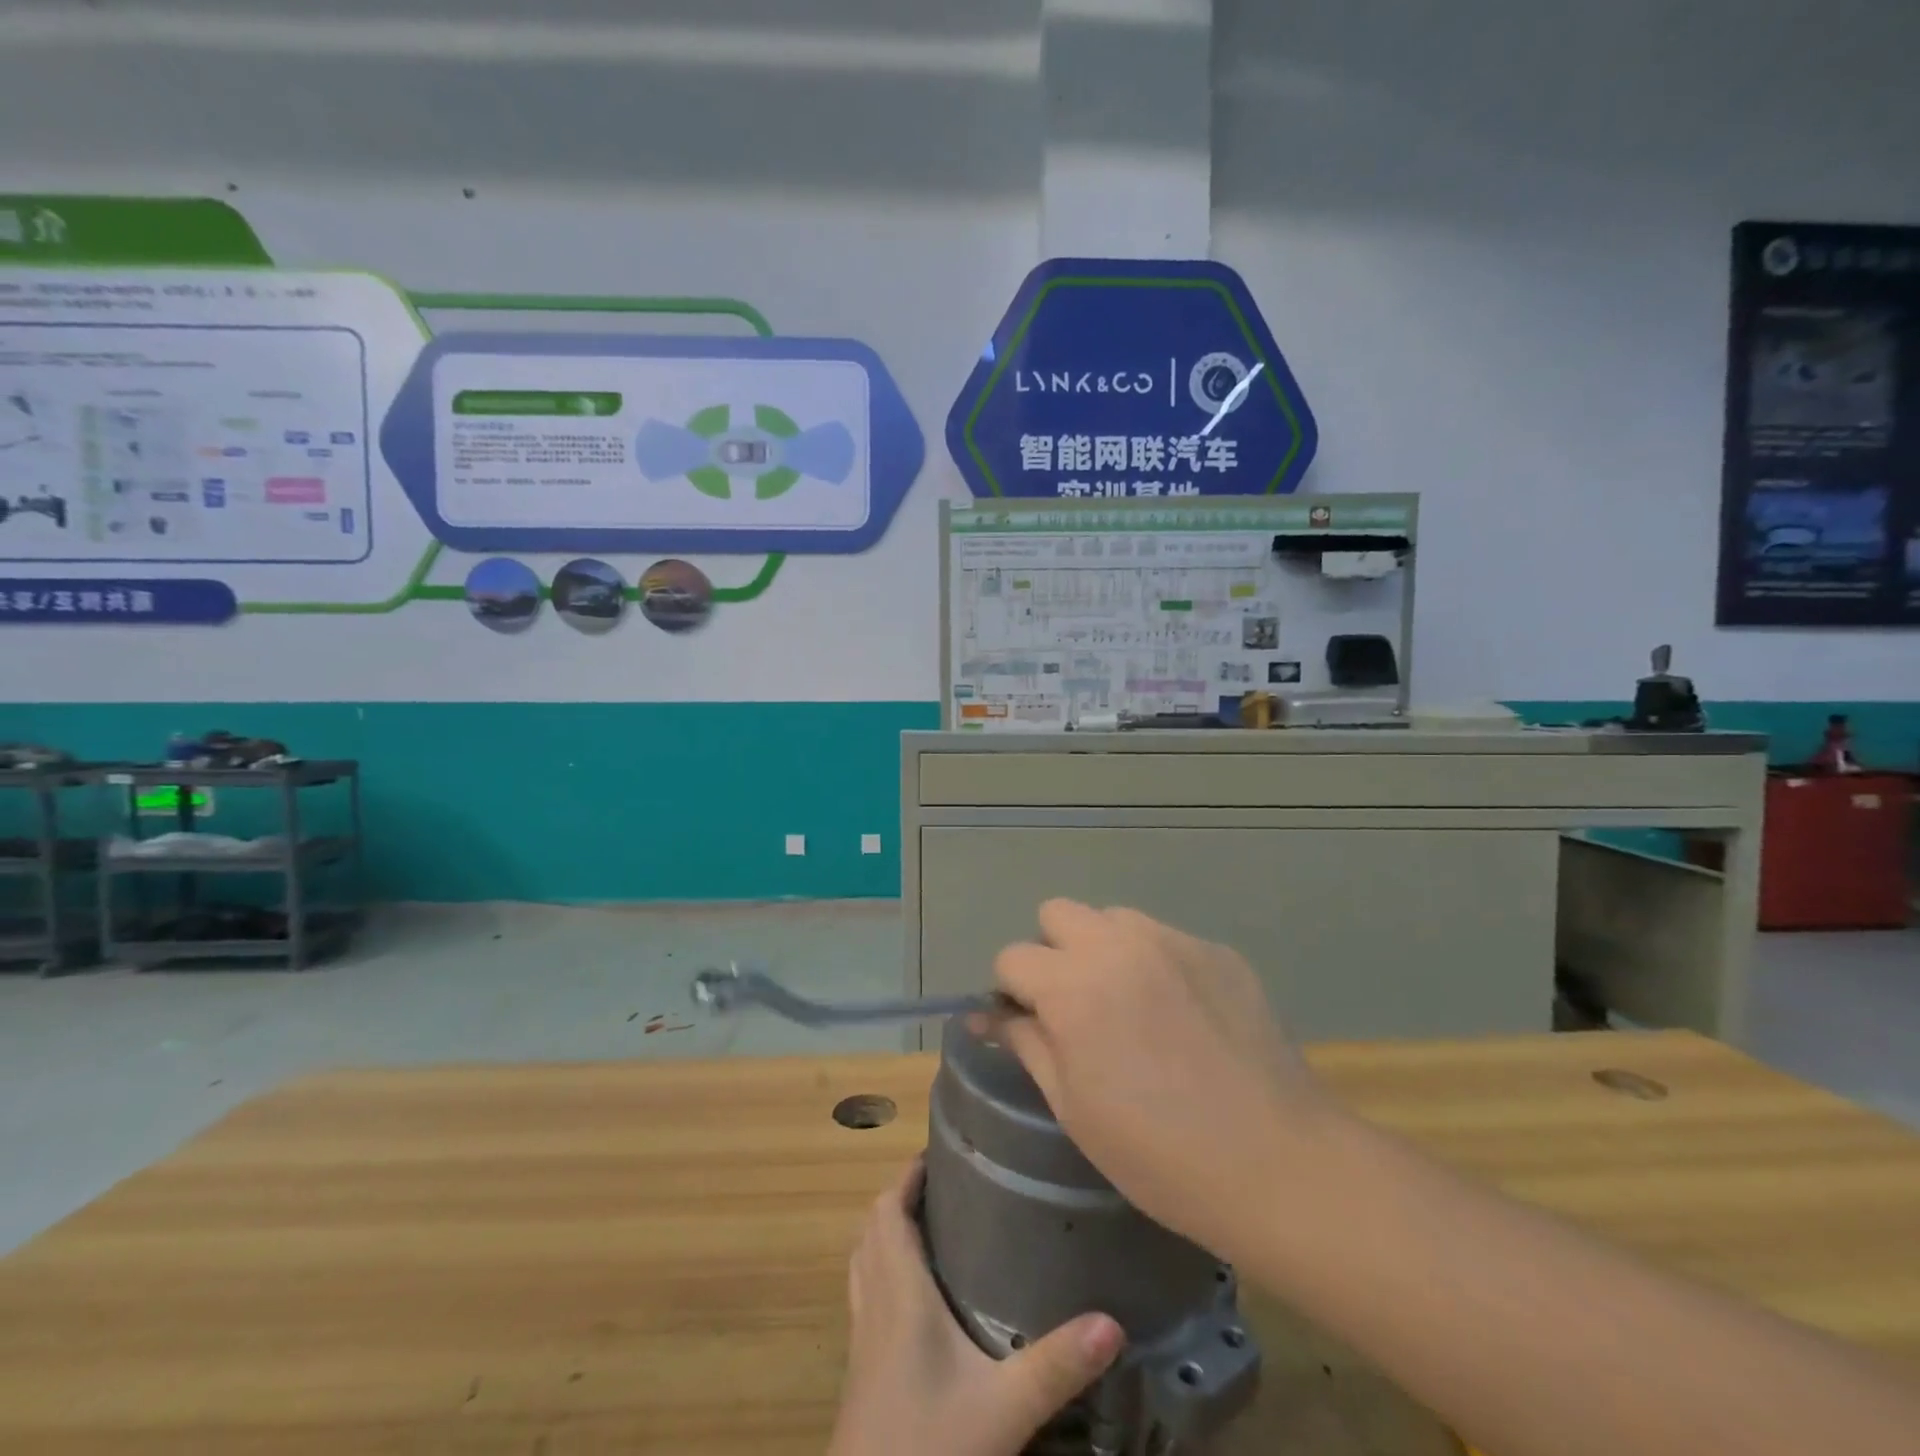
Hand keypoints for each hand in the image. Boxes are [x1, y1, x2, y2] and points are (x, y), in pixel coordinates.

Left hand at [828, 1160, 1124, 1455]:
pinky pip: (864, 1295)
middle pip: (873, 1228)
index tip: (937, 1152)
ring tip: (927, 1224)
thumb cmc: (928, 1445)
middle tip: (943, 1184)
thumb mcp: (1003, 1407)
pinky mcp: (860, 1369)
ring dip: (886, 1232)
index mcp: (899, 1291)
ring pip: (863, 1261)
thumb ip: (1055, 1365)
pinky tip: (913, 1298)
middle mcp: (874, 1303)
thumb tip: (1112, 1322)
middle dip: (901, 1197)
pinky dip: (881, 1272)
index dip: (906, 1175)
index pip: (888, 1211)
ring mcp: (861, 1338)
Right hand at [990, 899, 1333, 1257]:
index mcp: (1074, 986)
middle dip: (1052, 953)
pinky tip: (1181, 1017)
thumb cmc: (1159, 1153)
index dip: (1011, 993)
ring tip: (1129, 1006)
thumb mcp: (1073, 1107)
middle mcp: (1119, 944)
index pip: (1012, 957)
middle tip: (1075, 1007)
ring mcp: (1174, 941)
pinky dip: (1155, 964)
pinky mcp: (1217, 950)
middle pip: (1058, 914)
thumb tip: (987, 1016)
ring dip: (1103, 950)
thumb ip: (1026, 1044)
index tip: (1030, 1026)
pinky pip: (1165, 939)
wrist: (1278, 1164)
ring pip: (1113, 919)